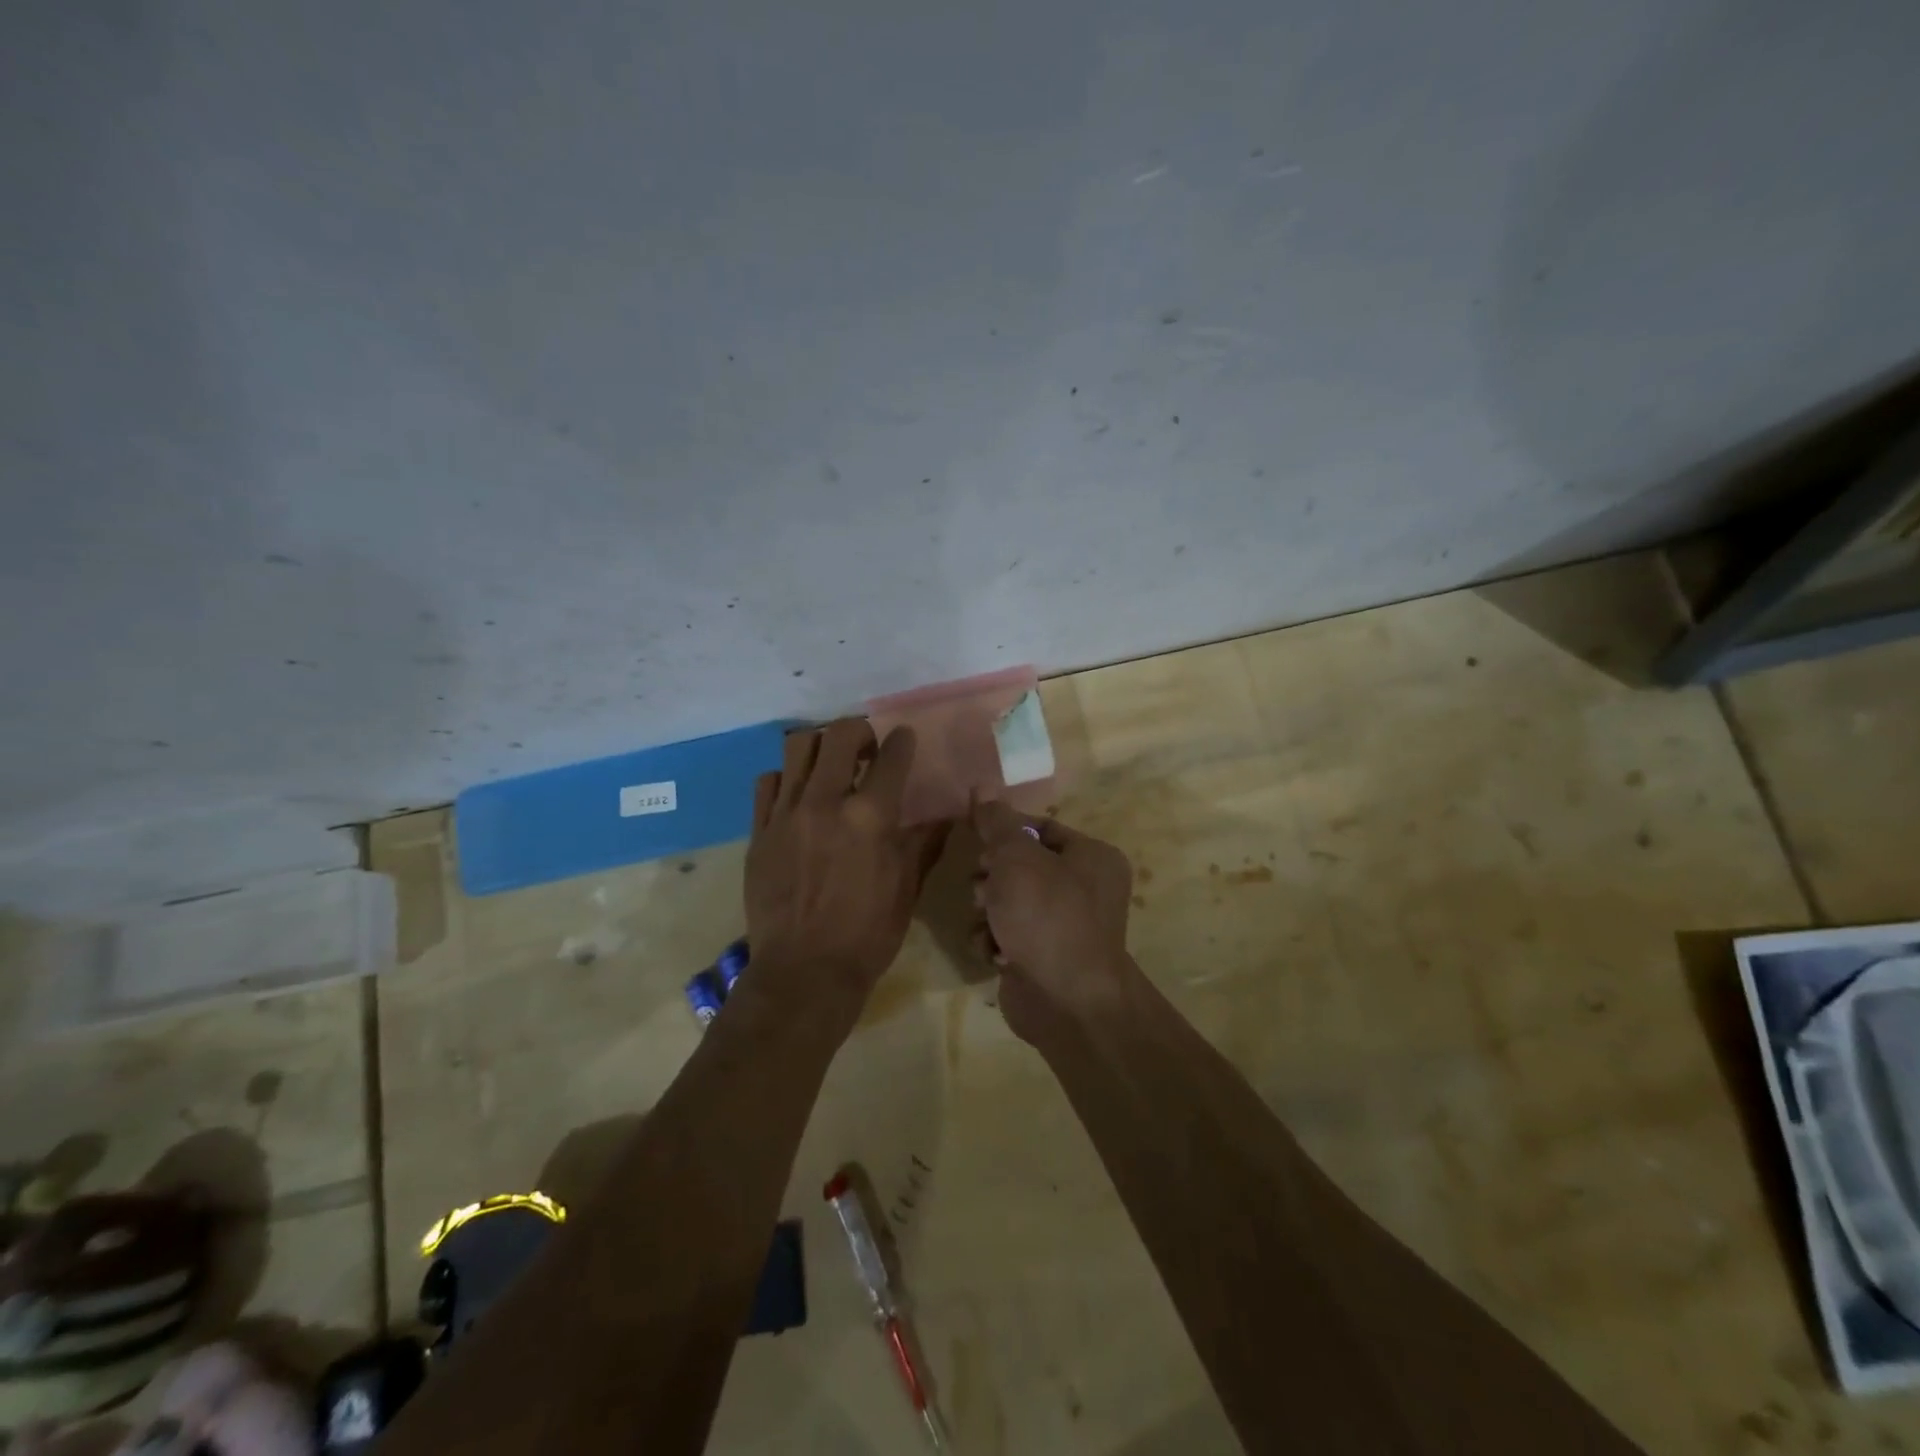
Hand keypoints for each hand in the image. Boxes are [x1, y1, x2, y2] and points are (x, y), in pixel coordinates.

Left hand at [746, 719, 946, 1014]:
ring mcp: (786, 814)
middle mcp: (826, 802)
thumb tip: (947, 814)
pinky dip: (787, 778)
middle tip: (867, 747)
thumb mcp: (907, 887)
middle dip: (859, 730)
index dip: (902, 740)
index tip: (905, 738)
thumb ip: (925, 842)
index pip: (891, 756)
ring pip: (798, 747)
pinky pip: (768, 782)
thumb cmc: (867, 933)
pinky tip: (798, 795)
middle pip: (839, 734)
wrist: (804, 972)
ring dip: (820, 746)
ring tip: (831, 764)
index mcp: (870, 817)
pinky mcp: (759, 831)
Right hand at [972, 800, 1135, 1043]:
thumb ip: (997, 822)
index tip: (978, 840)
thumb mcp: (1017, 858)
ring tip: (989, 923)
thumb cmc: (1047, 916)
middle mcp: (1084, 889)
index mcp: (1091, 857)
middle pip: (1021, 865)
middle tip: (984, 888)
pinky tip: (994, 952)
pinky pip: (1008, 934)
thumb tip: (982, 787)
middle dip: (993, 876)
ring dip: (989, 910)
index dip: (1004, 832)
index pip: (1040, 828)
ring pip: (1008, 901)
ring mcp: (1064, 926)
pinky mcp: (1043, 957)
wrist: (1066, 1001)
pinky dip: (995, 941)